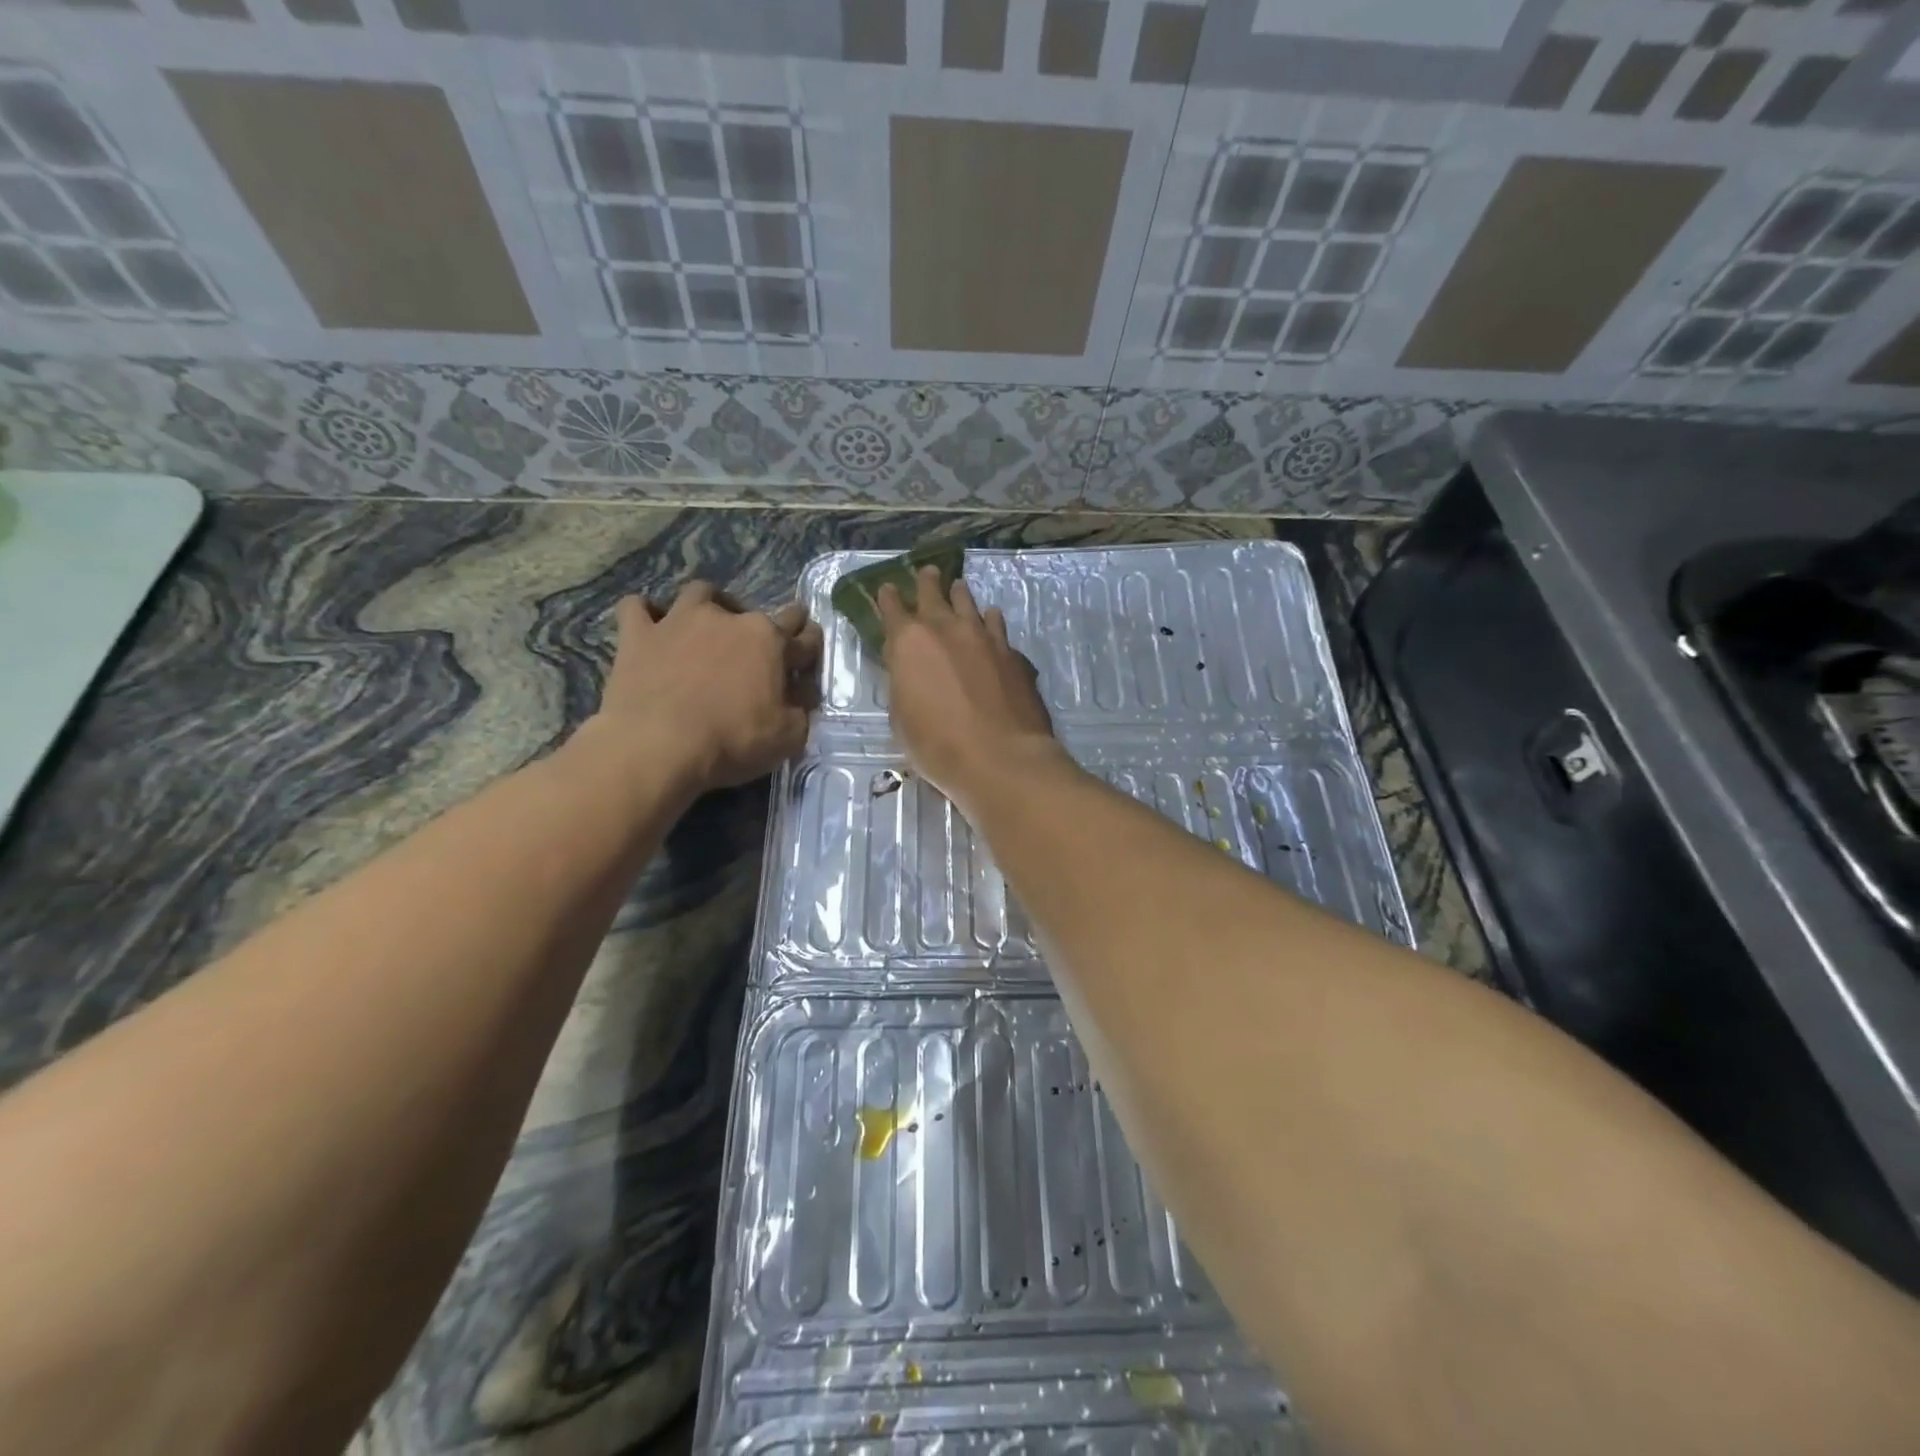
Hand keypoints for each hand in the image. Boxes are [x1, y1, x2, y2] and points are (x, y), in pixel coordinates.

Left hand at [589, 581, 822, 796]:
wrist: (658, 746)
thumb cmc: (733, 741)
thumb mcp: (789, 736)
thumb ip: (801, 709)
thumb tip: (801, 693)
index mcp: (771, 642)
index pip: (804, 637)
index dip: (810, 647)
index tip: (808, 658)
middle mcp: (729, 619)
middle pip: (761, 610)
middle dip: (773, 623)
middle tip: (767, 645)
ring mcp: (680, 620)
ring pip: (701, 593)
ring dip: (709, 605)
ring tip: (708, 626)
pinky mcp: (639, 634)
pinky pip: (636, 607)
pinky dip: (645, 614)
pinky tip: (649, 627)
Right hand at [877, 567, 1062, 809]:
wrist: (1000, 757)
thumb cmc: (937, 746)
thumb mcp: (902, 718)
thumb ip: (904, 684)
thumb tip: (910, 672)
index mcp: (908, 643)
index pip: (892, 610)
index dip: (887, 599)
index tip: (886, 588)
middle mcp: (946, 629)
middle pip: (933, 594)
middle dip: (926, 582)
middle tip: (927, 572)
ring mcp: (983, 637)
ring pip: (968, 604)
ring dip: (960, 595)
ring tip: (958, 586)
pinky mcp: (1012, 652)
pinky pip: (996, 626)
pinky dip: (989, 620)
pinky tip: (991, 619)